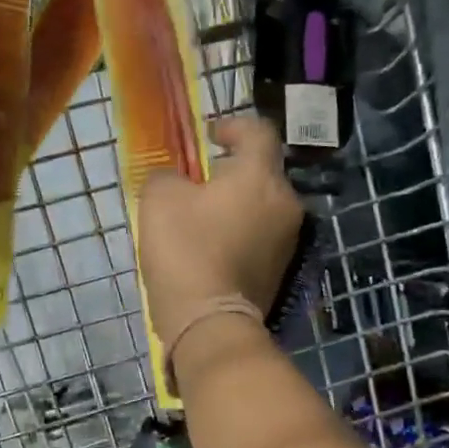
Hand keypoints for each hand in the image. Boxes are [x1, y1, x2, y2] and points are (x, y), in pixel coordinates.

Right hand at [137, 116, 303, 340]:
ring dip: (237, 203)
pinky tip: (213, 245)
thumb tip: (177, 180)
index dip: (232, 125)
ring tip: (203, 216)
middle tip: (199, 181)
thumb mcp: (159, 199)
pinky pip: (261, 235)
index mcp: (260, 176)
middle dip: (233, 170)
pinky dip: (241, 231)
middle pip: (263, 171)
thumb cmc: (186, 250)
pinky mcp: (282, 269)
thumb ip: (168, 175)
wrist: (209, 321)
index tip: (209, 137)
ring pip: (262, 205)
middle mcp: (286, 202)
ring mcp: (288, 239)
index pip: (258, 132)